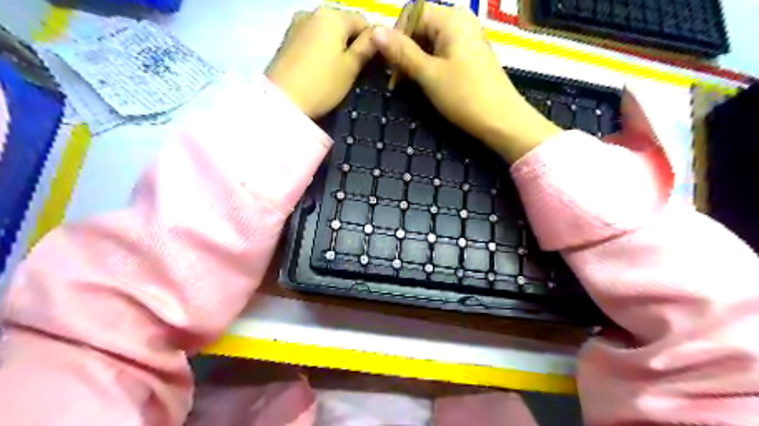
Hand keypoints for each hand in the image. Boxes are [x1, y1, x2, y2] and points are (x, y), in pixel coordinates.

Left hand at [265, 9, 376, 118]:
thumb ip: (366, 47)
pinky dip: (322, 48)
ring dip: (337, 45)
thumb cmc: (322, 84)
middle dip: (353, 42)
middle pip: (343, 24)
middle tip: (359, 68)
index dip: (373, 41)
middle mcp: (313, 12)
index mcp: (332, 16)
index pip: (362, 21)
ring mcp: (297, 24)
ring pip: (327, 31)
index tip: (376, 62)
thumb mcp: (350, 67)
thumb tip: (380, 32)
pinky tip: (323, 67)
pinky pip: (313, 38)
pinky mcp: (287, 38)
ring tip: (341, 69)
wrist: (282, 101)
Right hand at [372, 5, 559, 162]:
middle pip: (421, 26)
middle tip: (397, 80)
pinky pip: (443, 52)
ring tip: (409, 84)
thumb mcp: (428, 74)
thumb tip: (375, 32)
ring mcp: (467, 38)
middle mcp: (461, 21)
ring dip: (415, 60)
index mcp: (451, 19)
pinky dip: (429, 65)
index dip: (396, 36)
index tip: (390, 65)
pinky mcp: (470, 55)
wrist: (501, 120)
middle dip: (405, 51)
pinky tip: (426, 82)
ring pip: (431, 41)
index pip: (412, 13)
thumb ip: (402, 52)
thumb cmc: (464, 96)